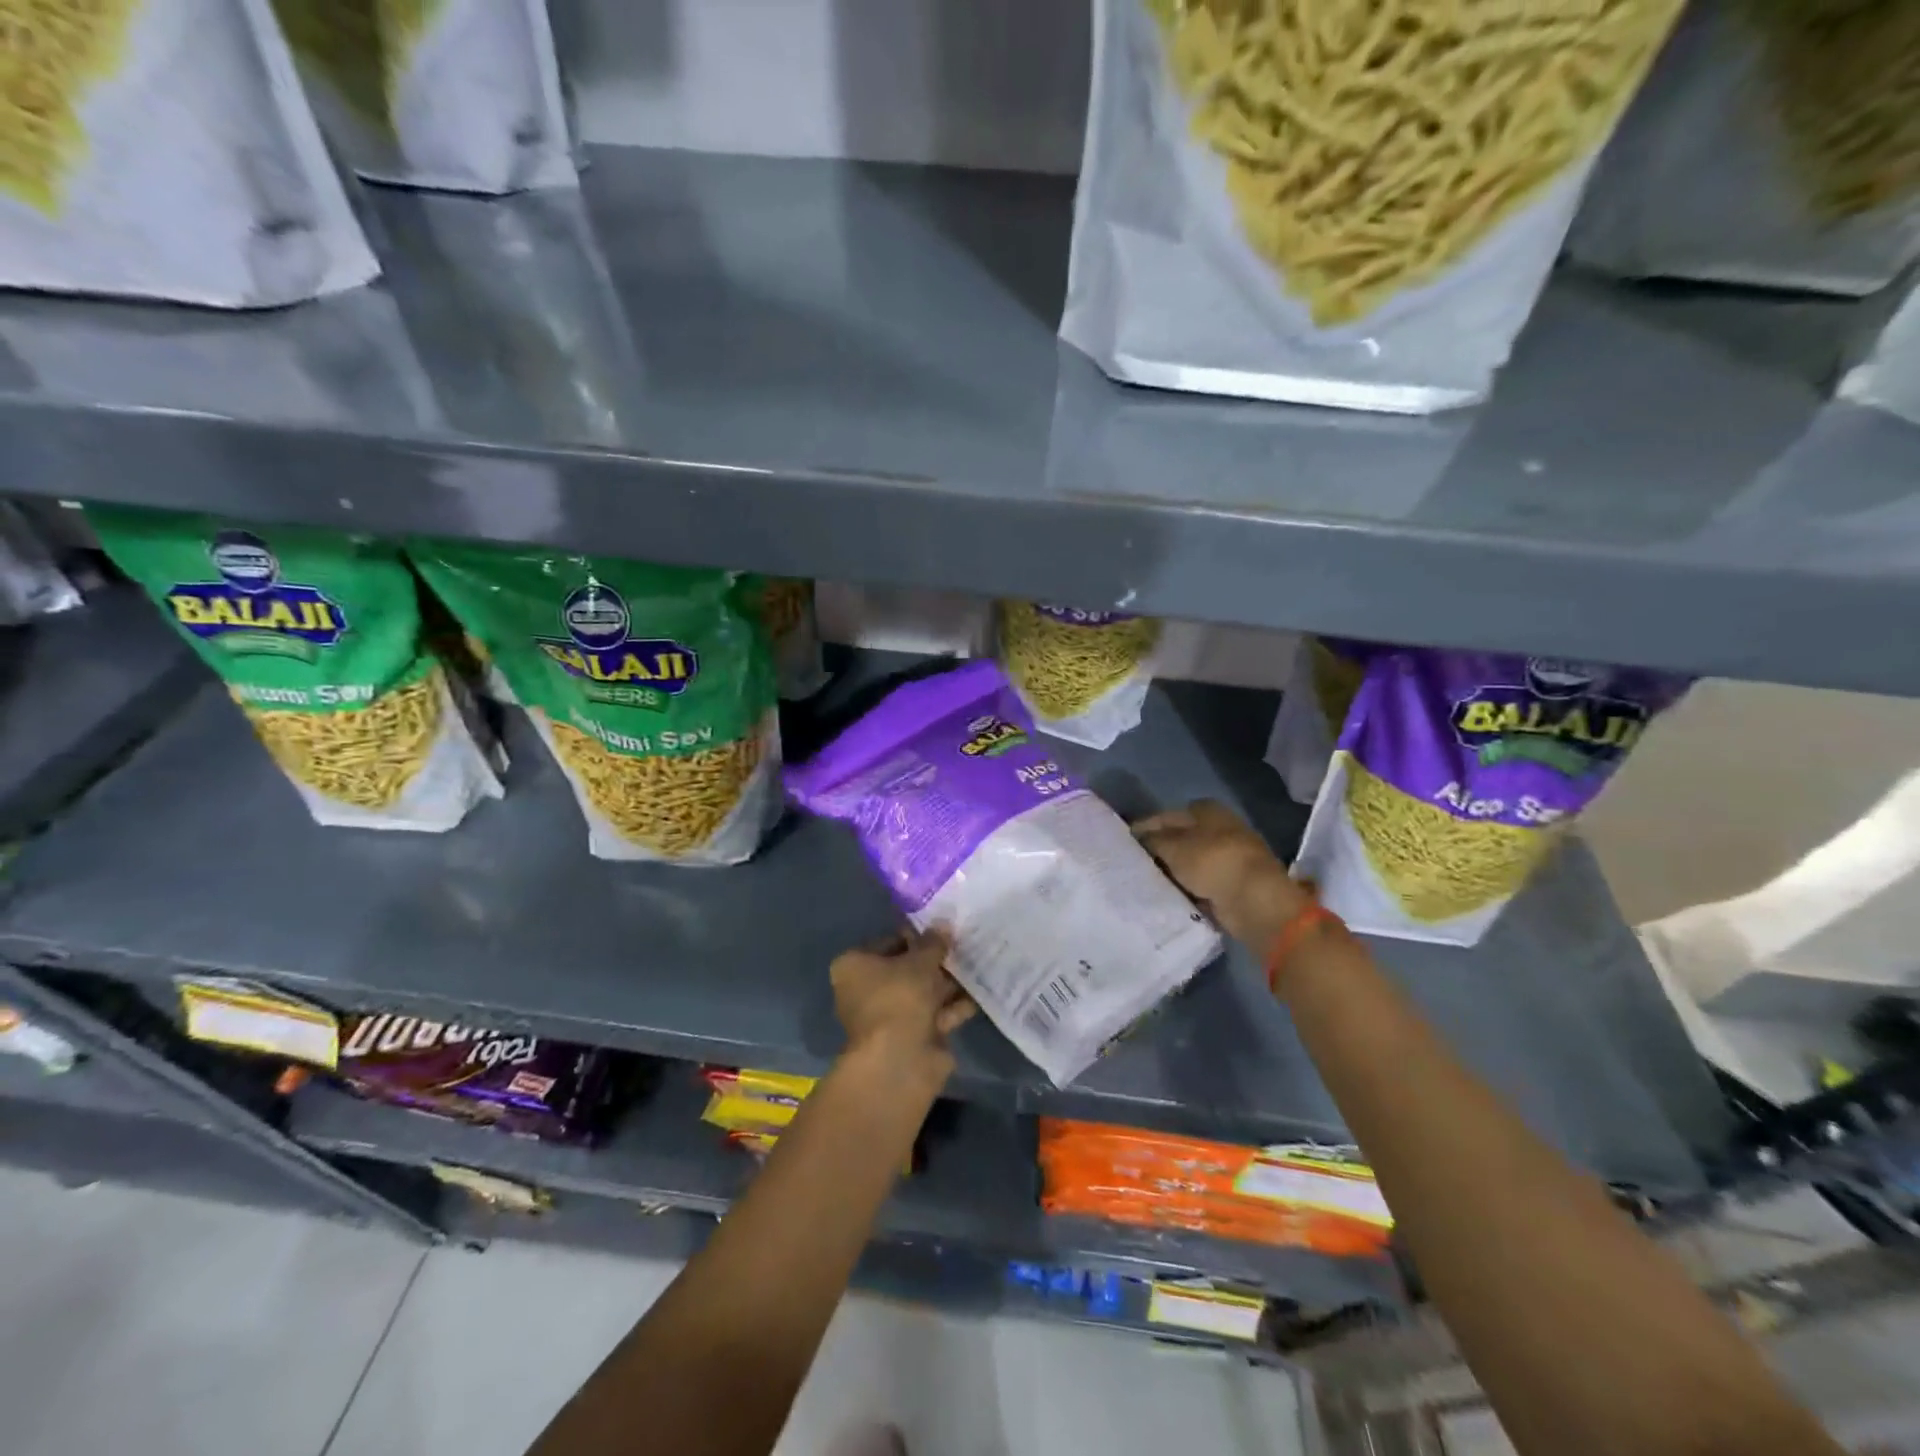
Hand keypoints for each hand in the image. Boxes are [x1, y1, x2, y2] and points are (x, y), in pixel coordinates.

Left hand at [831, 927, 975, 1085]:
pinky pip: (936, 1014)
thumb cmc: (899, 997)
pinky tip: (981, 992)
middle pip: (906, 970)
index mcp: (854, 967)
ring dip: (948, 982)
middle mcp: (866, 991)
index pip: (888, 943)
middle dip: (935, 961)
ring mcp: (889, 1017)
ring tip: (978, 964)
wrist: (900, 1060)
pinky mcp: (911, 1038)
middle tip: (964, 945)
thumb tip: (942, 924)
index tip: (942, 931)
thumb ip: (933, 943)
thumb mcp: (920, 962)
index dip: (915, 936)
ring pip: (923, 993)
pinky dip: (955, 1006)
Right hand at [1133, 799, 1312, 948]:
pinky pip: (1199, 883)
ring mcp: (1227, 857)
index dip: (1144, 828)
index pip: (1165, 816)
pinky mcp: (1231, 883)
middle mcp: (1218, 828)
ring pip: (1188, 863)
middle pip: (1178, 839)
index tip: (1124, 843)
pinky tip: (1167, 896)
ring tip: (1145, 882)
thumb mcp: (1172, 847)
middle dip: (1157, 851)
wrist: (1253, 900)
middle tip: (1132, 866)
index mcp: (1205, 810)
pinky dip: (1185, 889)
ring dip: (1171, 872)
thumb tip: (1139, 839)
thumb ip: (1151, 840)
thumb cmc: (1211, 862)